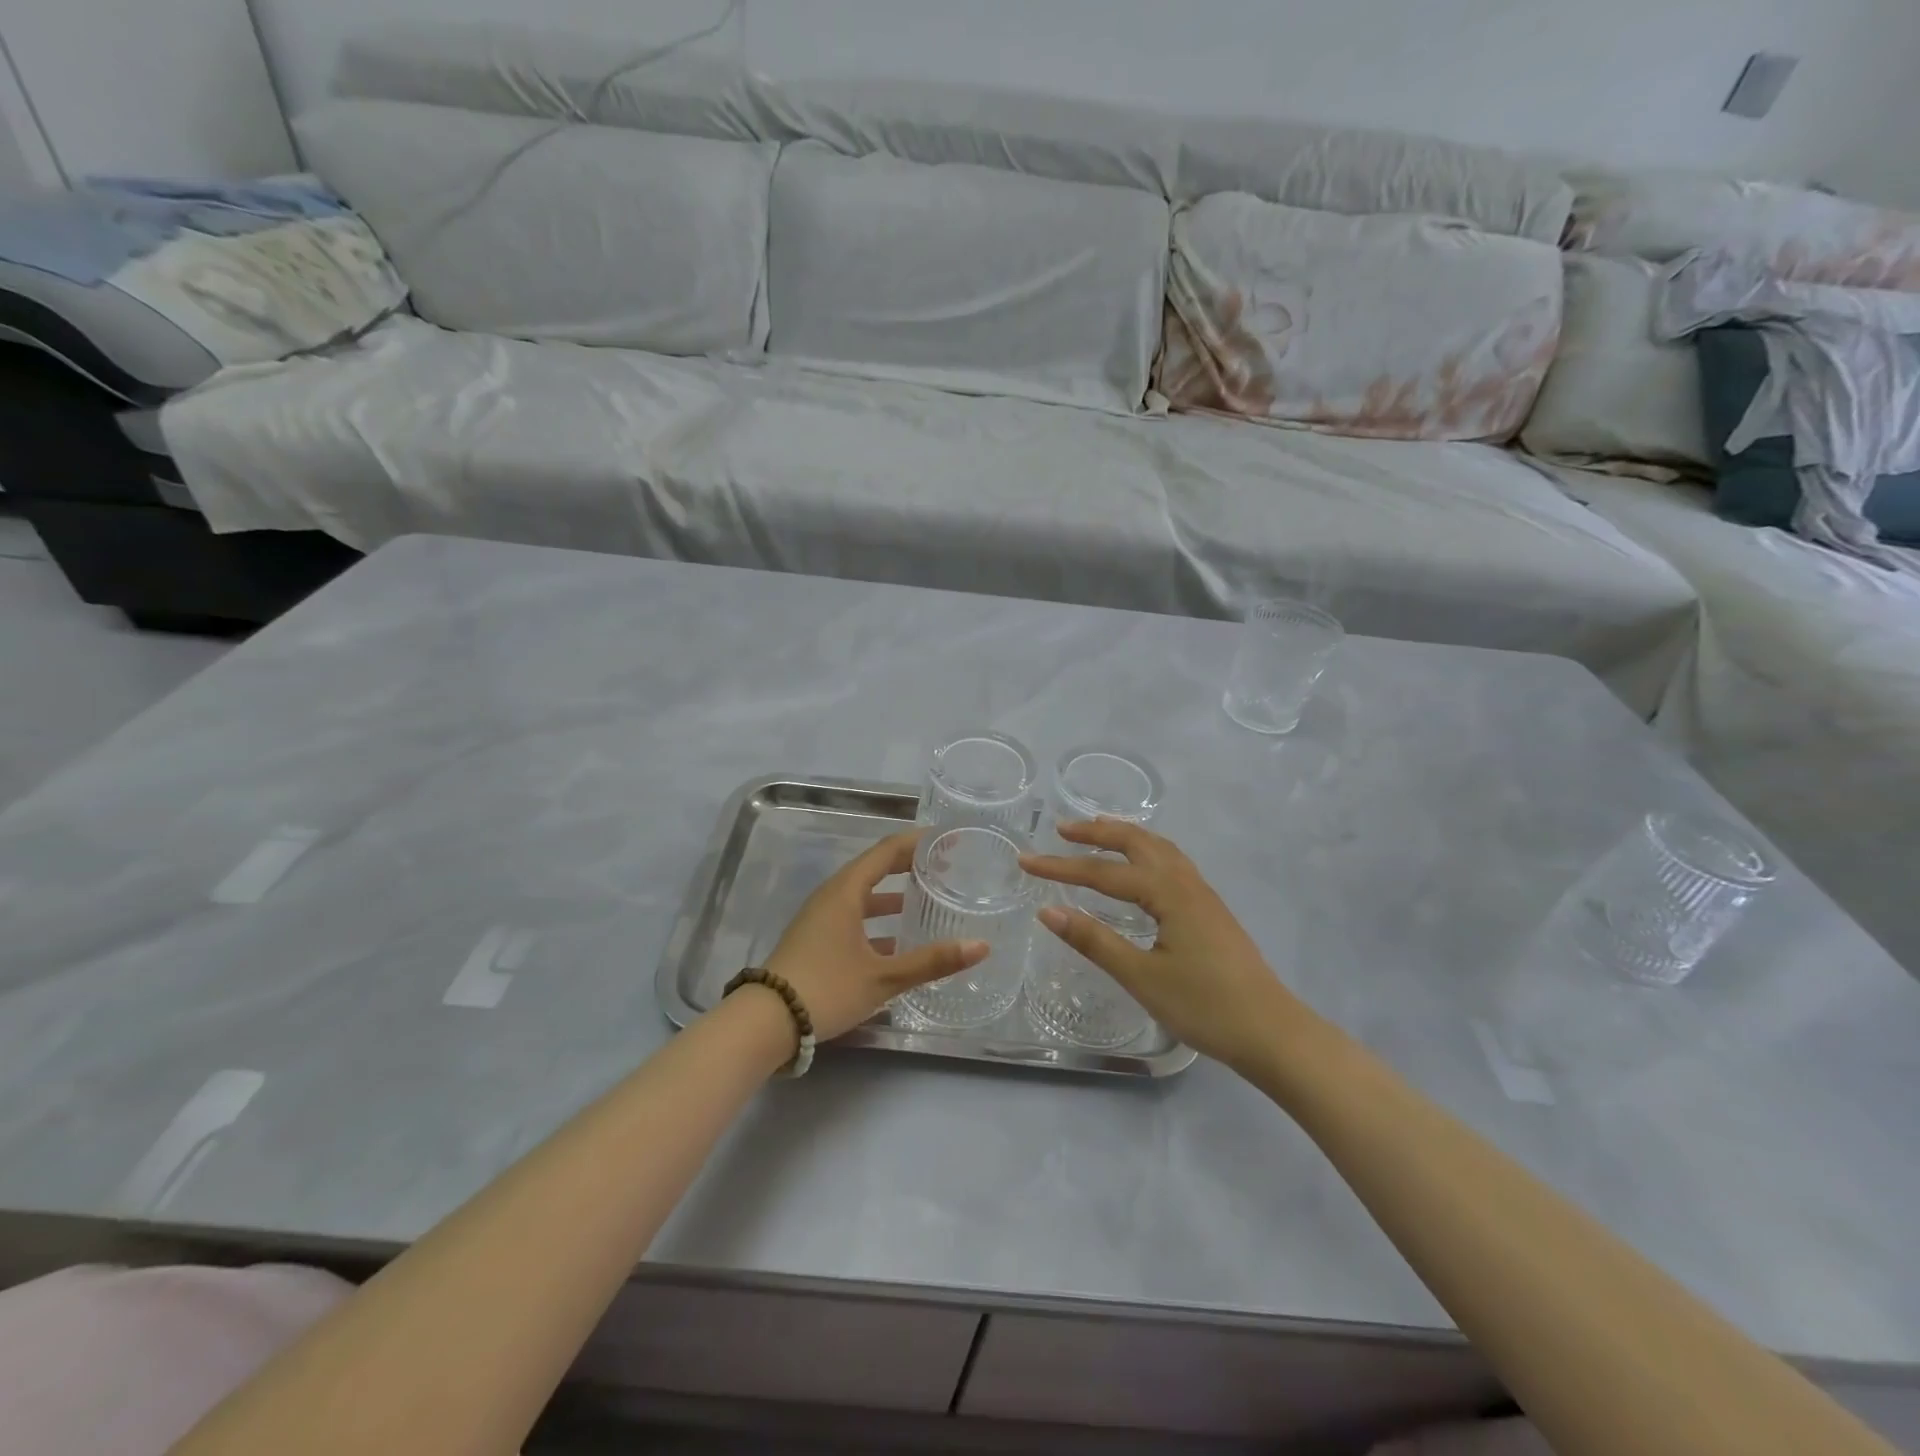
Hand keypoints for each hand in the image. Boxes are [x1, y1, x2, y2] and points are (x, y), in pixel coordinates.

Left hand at [764, 830, 988, 1041]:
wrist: (766, 1022)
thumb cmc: (827, 988)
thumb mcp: (884, 977)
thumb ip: (932, 961)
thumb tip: (981, 946)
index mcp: (846, 891)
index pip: (887, 851)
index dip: (918, 842)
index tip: (948, 840)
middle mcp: (832, 896)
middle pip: (875, 868)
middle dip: (910, 866)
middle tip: (946, 867)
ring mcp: (820, 917)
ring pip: (864, 895)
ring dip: (894, 895)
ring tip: (928, 900)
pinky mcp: (816, 939)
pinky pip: (854, 915)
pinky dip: (878, 919)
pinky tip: (899, 940)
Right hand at [1021, 820, 1307, 1073]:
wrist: (1271, 1032)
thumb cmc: (1205, 1007)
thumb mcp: (1142, 977)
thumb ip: (1095, 941)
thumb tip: (1047, 911)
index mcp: (1168, 894)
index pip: (1103, 873)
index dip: (1061, 867)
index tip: (1024, 861)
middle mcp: (1186, 883)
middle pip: (1136, 843)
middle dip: (1097, 833)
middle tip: (1062, 830)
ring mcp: (1202, 894)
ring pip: (1159, 848)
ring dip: (1124, 836)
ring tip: (1097, 831)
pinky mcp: (1210, 909)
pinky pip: (1171, 862)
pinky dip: (1146, 850)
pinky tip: (1141, 866)